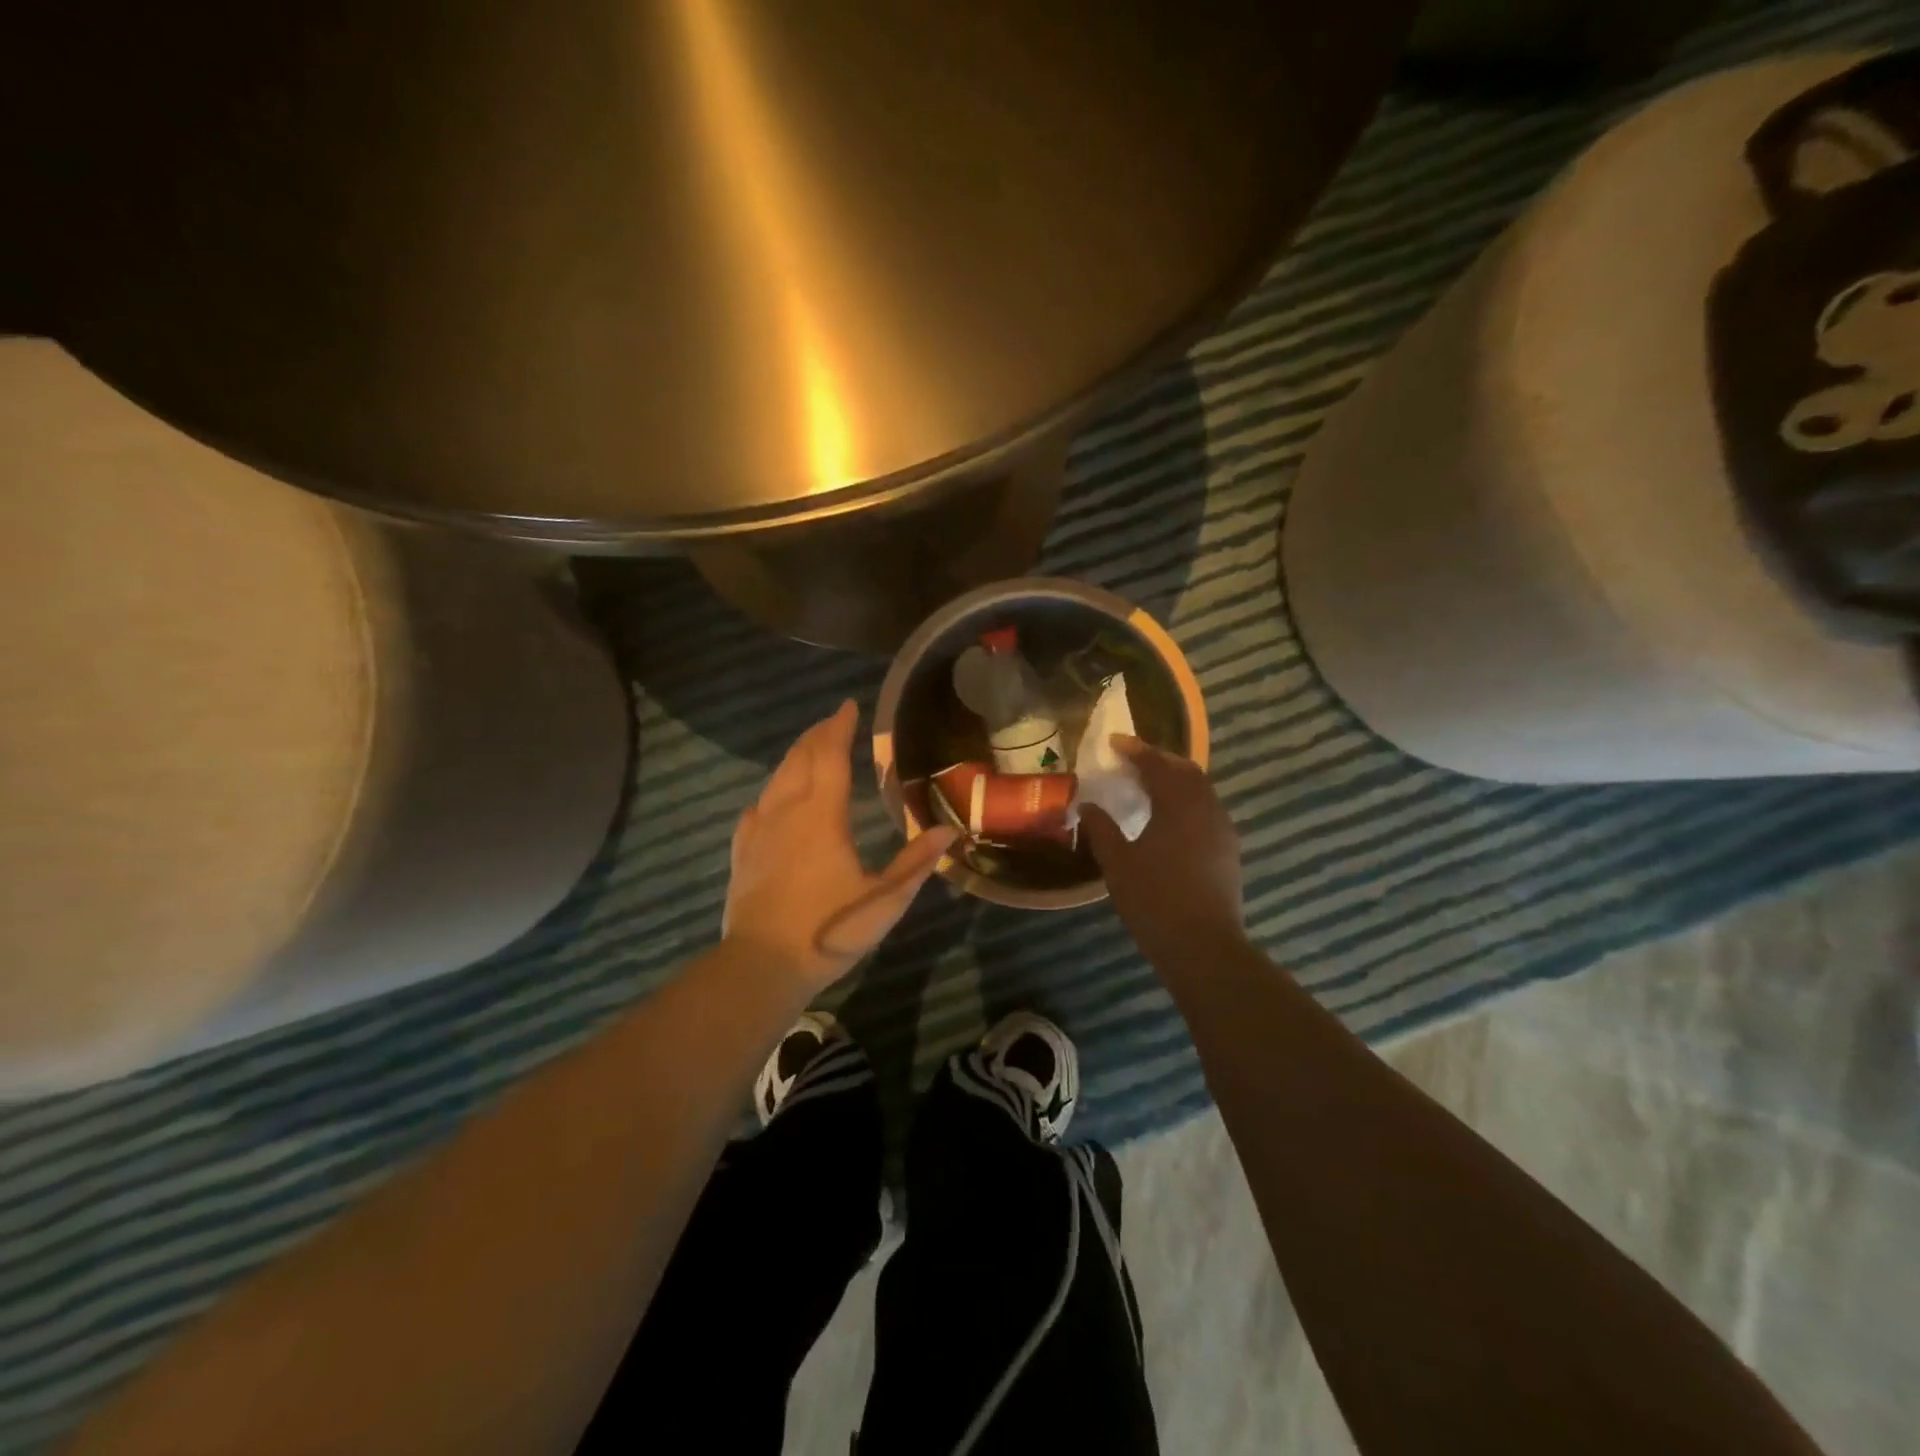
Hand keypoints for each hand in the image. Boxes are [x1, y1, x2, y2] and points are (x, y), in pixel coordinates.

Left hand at [723, 700, 957, 993]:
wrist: (761, 965)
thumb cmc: (828, 930)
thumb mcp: (883, 901)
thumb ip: (915, 863)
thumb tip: (948, 831)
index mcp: (822, 815)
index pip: (830, 756)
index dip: (839, 727)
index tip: (848, 706)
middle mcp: (787, 812)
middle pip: (799, 759)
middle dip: (817, 735)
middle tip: (833, 722)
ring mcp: (759, 831)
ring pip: (775, 780)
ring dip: (794, 757)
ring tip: (809, 750)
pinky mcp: (742, 853)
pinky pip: (756, 809)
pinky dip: (770, 794)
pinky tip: (771, 801)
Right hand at [1081, 737, 1246, 972]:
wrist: (1204, 947)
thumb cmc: (1155, 899)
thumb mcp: (1118, 863)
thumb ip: (1101, 829)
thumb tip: (1087, 805)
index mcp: (1178, 804)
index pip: (1157, 764)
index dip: (1135, 750)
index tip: (1114, 742)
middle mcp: (1207, 809)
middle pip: (1187, 771)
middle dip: (1160, 760)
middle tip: (1133, 760)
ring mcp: (1223, 830)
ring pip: (1202, 791)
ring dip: (1177, 781)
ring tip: (1151, 786)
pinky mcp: (1229, 851)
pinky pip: (1208, 811)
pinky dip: (1188, 802)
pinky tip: (1172, 820)